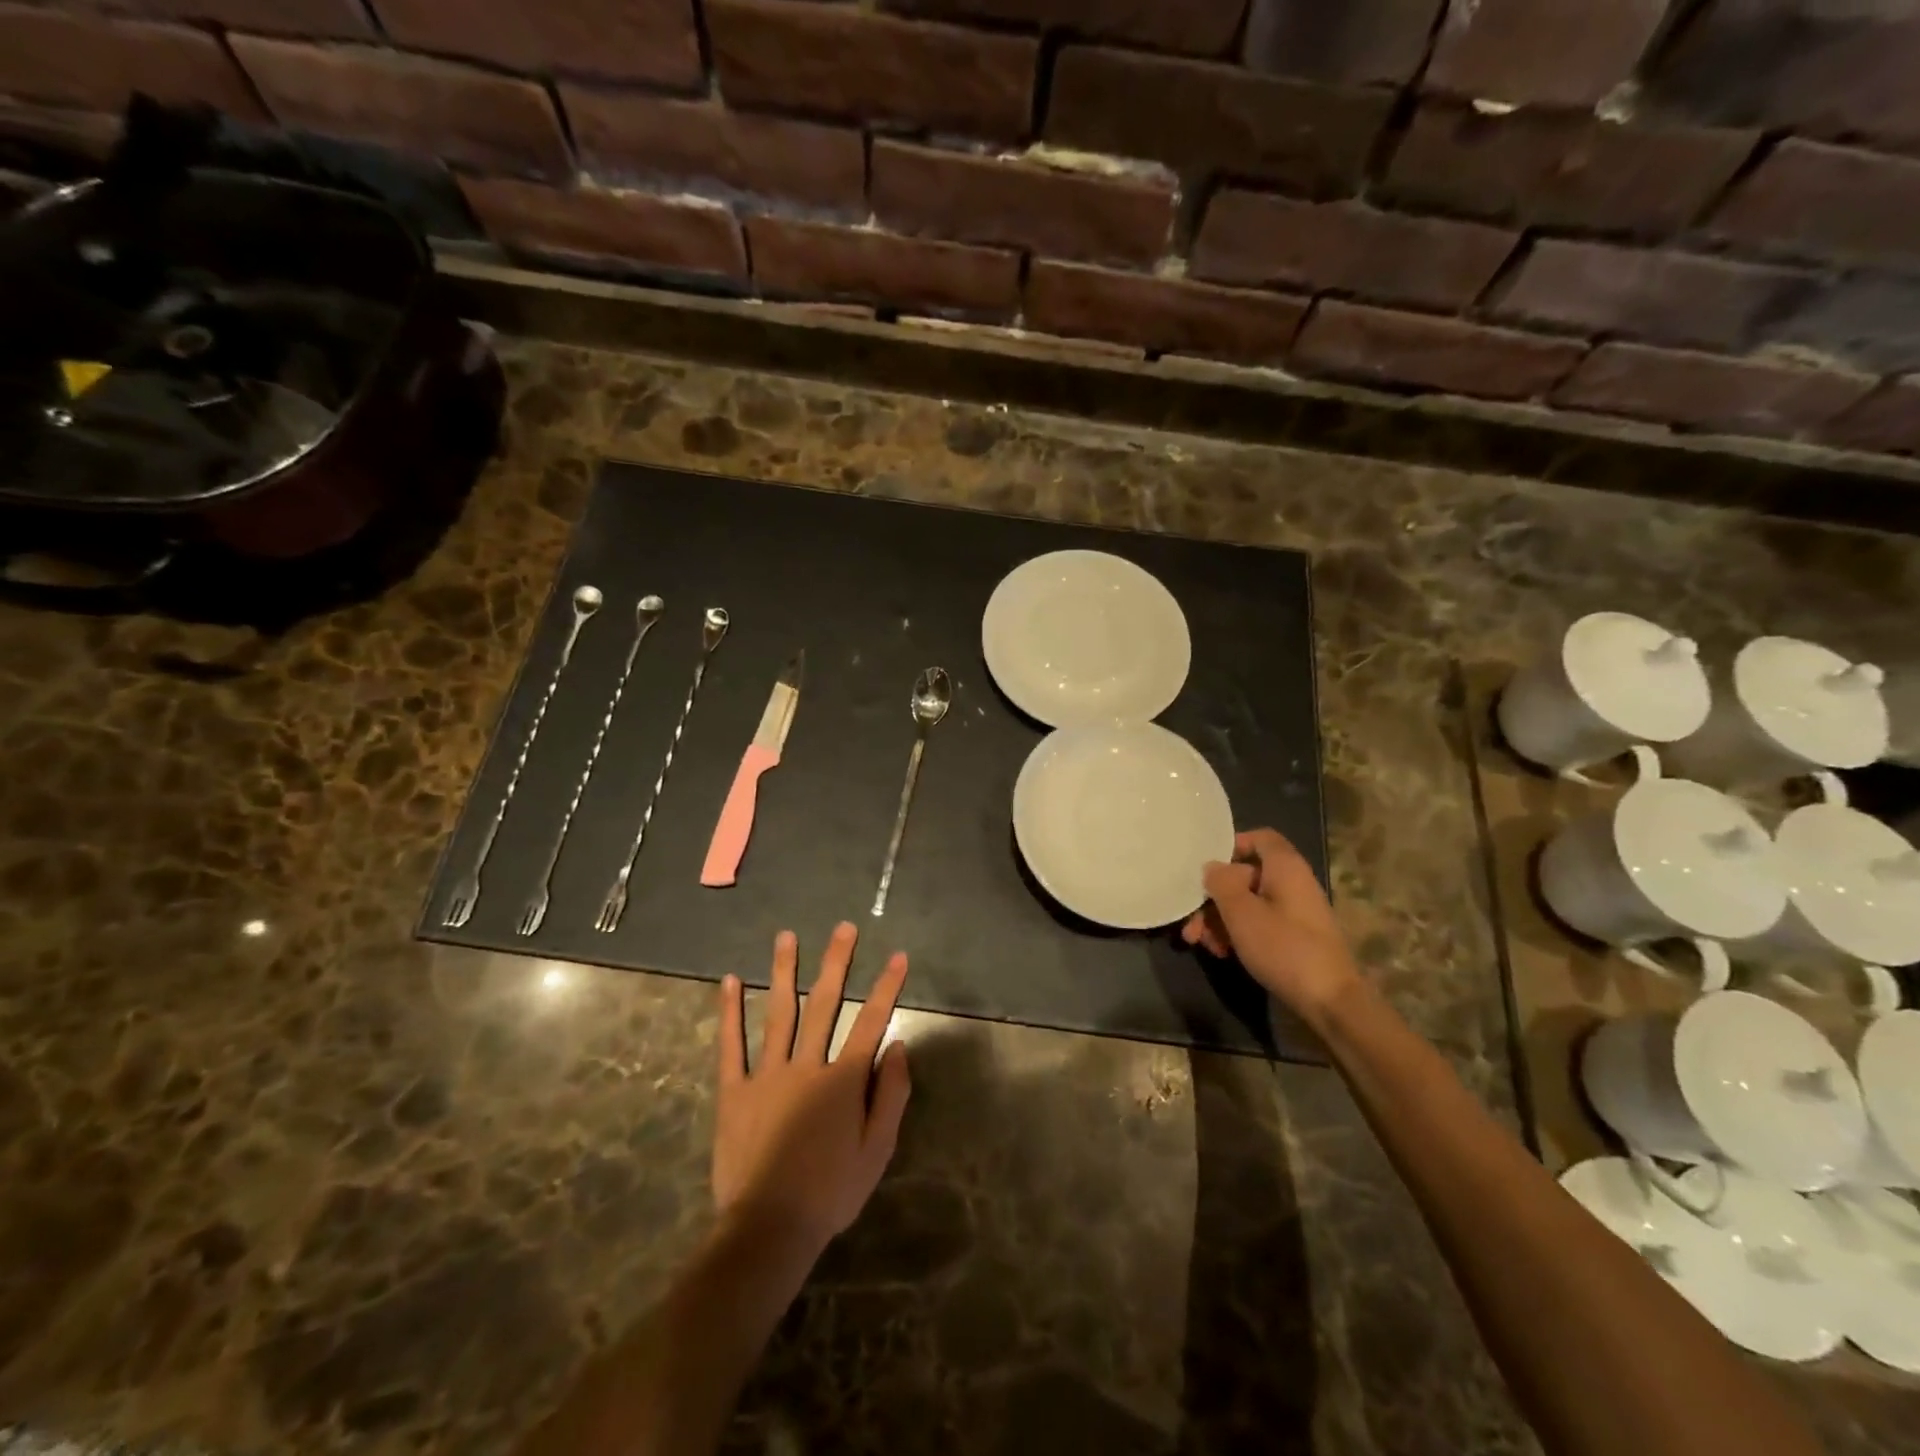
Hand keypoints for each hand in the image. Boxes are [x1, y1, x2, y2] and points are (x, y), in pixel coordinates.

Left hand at [713, 922, 910, 1256]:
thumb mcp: (877, 1150)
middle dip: (837, 963)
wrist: (770, 1228)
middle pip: (825, 1004)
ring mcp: (767, 1074)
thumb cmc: (831, 1191)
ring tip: (786, 937)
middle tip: (843, 928)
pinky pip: (732, 1045)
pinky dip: (730, 1012)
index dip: (887, 987)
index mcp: (843, 1080)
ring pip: (779, 1013)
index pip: (871, 1022)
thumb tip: (899, 1046)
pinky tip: (729, 981)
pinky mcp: (734, 1090)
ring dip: (784, 972)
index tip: (897, 956)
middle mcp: (807, 1065)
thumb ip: (891, 1095)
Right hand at [1182, 828, 1360, 1025]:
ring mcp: (1295, 912)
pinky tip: (1222, 953)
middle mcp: (1292, 884)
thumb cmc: (1284, 948)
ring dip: (1220, 919)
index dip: (1231, 845)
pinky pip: (1260, 923)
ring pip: (1249, 902)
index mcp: (1285, 868)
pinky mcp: (1294, 938)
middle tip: (1191, 921)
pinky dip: (1238, 932)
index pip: (1259, 837)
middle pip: (1245, 875)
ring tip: (1201, 943)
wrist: (1330, 1002)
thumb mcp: (1242, 913)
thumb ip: (1221, 883)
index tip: (1205, 867)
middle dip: (1214, 896)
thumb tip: (1212, 866)